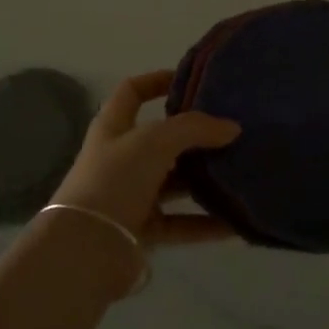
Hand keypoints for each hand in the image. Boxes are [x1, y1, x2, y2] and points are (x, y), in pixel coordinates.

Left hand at [51, 71, 239, 246]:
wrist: (87, 248)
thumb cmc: (115, 179)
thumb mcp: (154, 141)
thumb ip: (194, 129)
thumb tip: (231, 127)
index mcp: (113, 127)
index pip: (132, 91)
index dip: (157, 80)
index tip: (191, 80)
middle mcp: (120, 157)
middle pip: (161, 139)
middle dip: (194, 135)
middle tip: (231, 131)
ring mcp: (131, 195)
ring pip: (174, 182)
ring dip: (204, 179)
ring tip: (241, 172)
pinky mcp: (143, 230)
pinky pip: (181, 222)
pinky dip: (206, 222)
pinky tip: (237, 222)